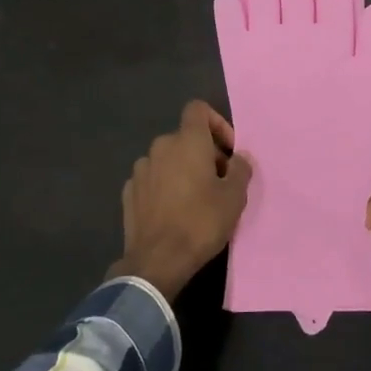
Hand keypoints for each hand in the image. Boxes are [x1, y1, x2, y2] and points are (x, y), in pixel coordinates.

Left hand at [110, 102, 253, 300]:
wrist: (157, 261)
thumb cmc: (201, 222)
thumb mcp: (234, 197)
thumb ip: (241, 169)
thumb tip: (240, 157)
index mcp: (187, 141)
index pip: (198, 109)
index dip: (217, 123)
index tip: (229, 150)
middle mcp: (160, 147)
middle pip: (186, 137)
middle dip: (204, 153)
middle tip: (219, 181)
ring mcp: (140, 170)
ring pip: (168, 159)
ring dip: (183, 170)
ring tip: (196, 198)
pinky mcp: (129, 193)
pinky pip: (153, 179)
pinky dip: (164, 187)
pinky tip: (173, 211)